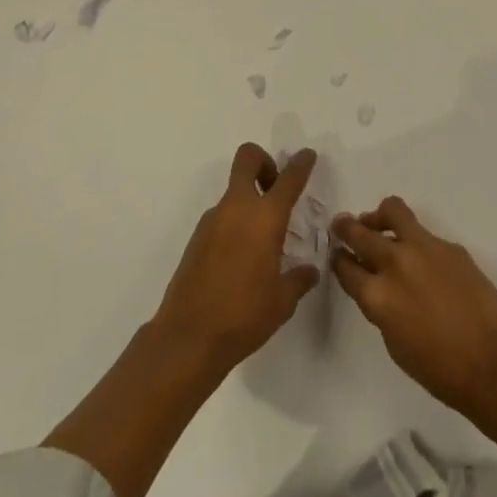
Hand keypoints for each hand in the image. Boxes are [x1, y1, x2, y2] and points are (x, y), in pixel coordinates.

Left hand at [150, 143, 320, 373]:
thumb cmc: (243, 316)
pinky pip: (221, 217)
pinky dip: (234, 224)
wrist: (187, 339)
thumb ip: (299, 279)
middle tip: (275, 188)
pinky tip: (240, 259)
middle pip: (247, 159)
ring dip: (249, 200)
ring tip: (261, 240)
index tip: (307, 157)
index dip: (301, 163)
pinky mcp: (196, 238)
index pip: (289, 178)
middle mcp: (237, 209)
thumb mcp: (282, 301)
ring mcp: (212, 221)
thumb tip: (309, 271)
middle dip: (264, 162)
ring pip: (233, 191)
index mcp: (265, 218)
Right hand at [333, 196, 496, 416]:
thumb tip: (380, 285)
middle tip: (341, 225)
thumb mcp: (394, 342)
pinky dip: (414, 239)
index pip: (346, 267)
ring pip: (393, 211)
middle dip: (347, 228)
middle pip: (361, 232)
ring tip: (377, 224)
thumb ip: (381, 306)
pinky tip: (422, 259)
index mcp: (377, 296)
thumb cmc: (438, 368)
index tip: (337, 254)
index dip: (339, 260)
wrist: (491, 361)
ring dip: (379, 217)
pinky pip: (423, 233)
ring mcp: (424, 248)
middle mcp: (396, 263)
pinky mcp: (448, 245)